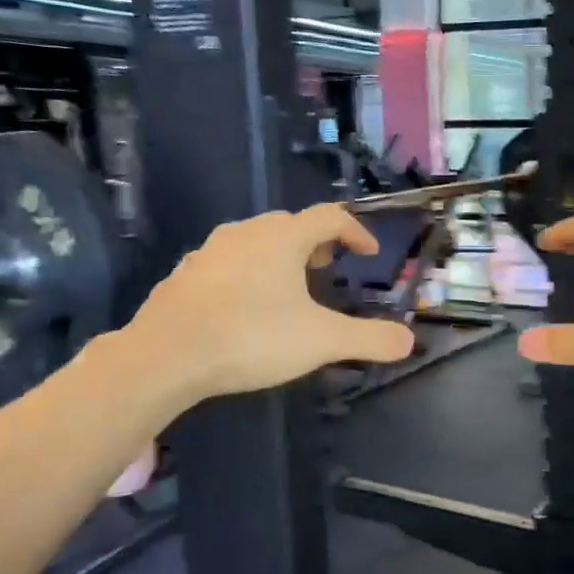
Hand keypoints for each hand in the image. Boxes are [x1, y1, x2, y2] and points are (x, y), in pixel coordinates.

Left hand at [131, 205, 415, 402]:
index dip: (355, 232)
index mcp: (282, 238)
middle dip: (315, 242)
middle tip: (327, 267)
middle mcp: (245, 233)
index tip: (368, 253)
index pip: (329, 217)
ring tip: (288, 287)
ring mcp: (208, 252)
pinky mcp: (184, 276)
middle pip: (289, 224)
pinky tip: (243, 305)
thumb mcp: (321, 341)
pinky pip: (225, 263)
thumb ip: (369, 339)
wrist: (165, 356)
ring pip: (254, 241)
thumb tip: (408, 341)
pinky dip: (246, 273)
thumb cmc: (251, 337)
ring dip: (278, 256)